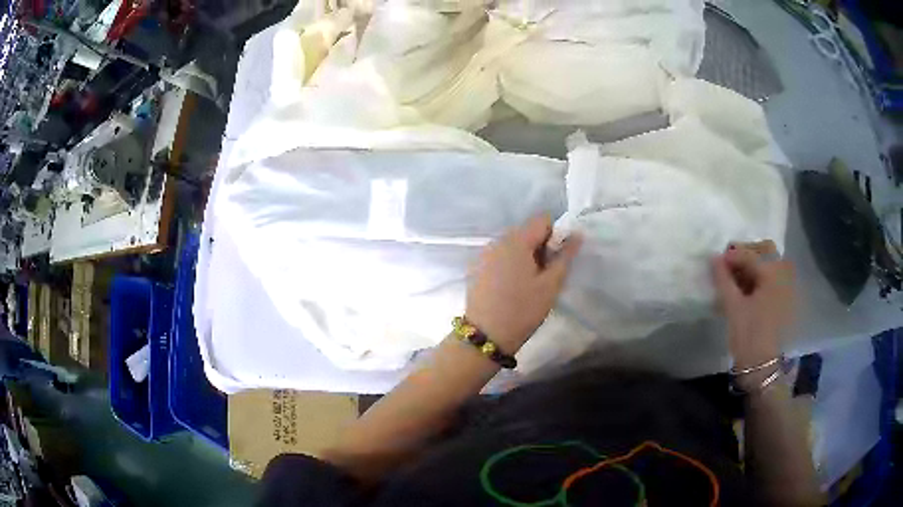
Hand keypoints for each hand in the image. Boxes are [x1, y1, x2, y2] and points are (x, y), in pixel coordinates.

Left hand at [466, 214, 581, 352]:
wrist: (486, 336)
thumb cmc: (523, 310)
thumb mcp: (550, 285)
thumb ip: (565, 256)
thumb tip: (577, 233)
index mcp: (516, 240)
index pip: (542, 220)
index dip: (555, 235)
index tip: (556, 260)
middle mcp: (497, 240)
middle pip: (526, 231)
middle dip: (540, 247)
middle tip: (544, 276)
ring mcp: (483, 254)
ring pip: (512, 244)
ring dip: (525, 256)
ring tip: (528, 284)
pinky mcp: (475, 268)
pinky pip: (499, 256)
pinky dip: (509, 264)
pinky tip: (510, 288)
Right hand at [712, 241, 794, 371]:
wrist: (763, 368)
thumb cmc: (748, 336)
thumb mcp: (732, 307)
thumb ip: (723, 279)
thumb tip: (713, 258)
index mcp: (773, 273)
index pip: (750, 255)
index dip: (731, 256)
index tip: (716, 262)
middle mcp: (785, 273)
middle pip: (766, 251)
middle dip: (747, 254)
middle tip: (729, 265)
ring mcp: (789, 286)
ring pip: (771, 263)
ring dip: (755, 265)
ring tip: (738, 279)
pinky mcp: (788, 300)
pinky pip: (775, 278)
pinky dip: (762, 278)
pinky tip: (749, 290)